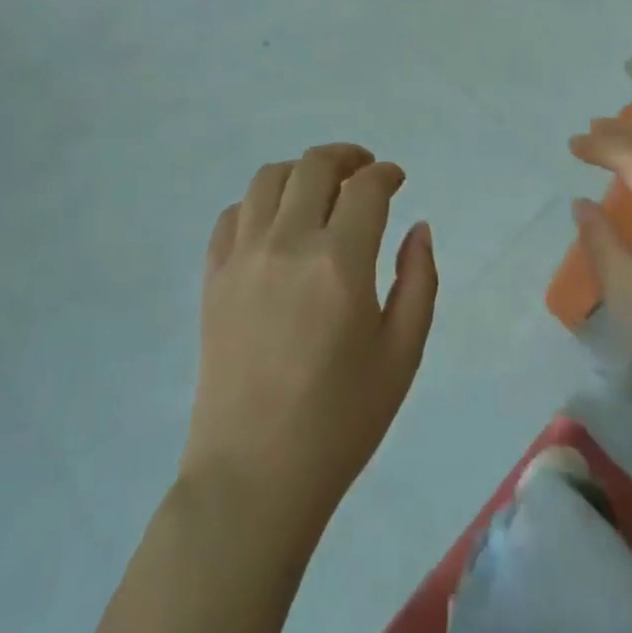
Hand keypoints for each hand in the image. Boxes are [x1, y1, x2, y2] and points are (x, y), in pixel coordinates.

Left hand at [181, 144, 438, 537]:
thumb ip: (419, 281)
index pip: (366, 188)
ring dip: (301, 172)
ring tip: (319, 190)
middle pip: (315, 165)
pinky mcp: (212, 276)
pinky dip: (259, 203)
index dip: (386, 173)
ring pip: (269, 178)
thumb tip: (417, 227)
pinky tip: (275, 224)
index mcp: (340, 263)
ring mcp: (243, 257)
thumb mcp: (402, 355)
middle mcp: (288, 244)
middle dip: (347, 157)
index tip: (396, 179)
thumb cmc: (340, 421)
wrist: (254, 476)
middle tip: (364, 172)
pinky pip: (233, 214)